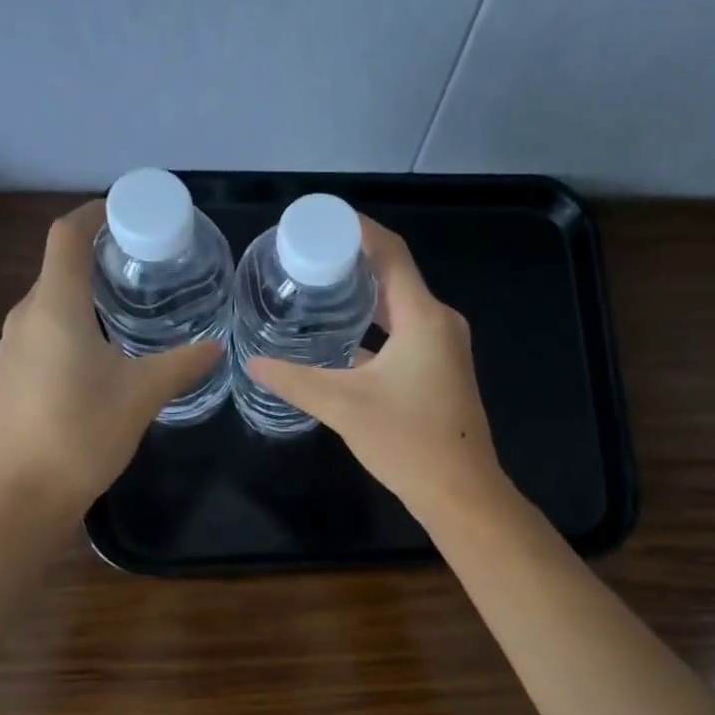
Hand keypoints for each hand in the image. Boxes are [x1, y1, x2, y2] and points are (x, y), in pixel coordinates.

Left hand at [0, 201, 221, 516]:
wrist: (22, 495)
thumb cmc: (82, 434)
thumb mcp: (142, 395)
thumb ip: (182, 365)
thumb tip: (216, 347)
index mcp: (55, 307)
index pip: (66, 235)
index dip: (94, 213)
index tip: (128, 212)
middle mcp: (26, 317)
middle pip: (60, 266)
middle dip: (100, 256)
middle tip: (147, 263)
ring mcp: (13, 347)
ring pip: (53, 301)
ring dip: (88, 293)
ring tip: (132, 304)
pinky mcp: (12, 374)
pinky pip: (45, 330)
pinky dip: (75, 323)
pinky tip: (105, 350)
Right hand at [247, 218, 505, 523]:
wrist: (460, 493)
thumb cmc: (407, 442)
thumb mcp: (343, 406)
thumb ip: (295, 381)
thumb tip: (253, 363)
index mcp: (424, 317)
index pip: (390, 253)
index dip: (356, 229)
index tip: (318, 221)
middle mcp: (439, 323)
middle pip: (394, 276)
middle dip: (351, 264)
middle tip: (304, 258)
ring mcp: (444, 348)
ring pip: (398, 308)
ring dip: (361, 298)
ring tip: (316, 291)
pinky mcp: (440, 371)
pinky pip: (404, 334)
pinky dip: (373, 330)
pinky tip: (339, 340)